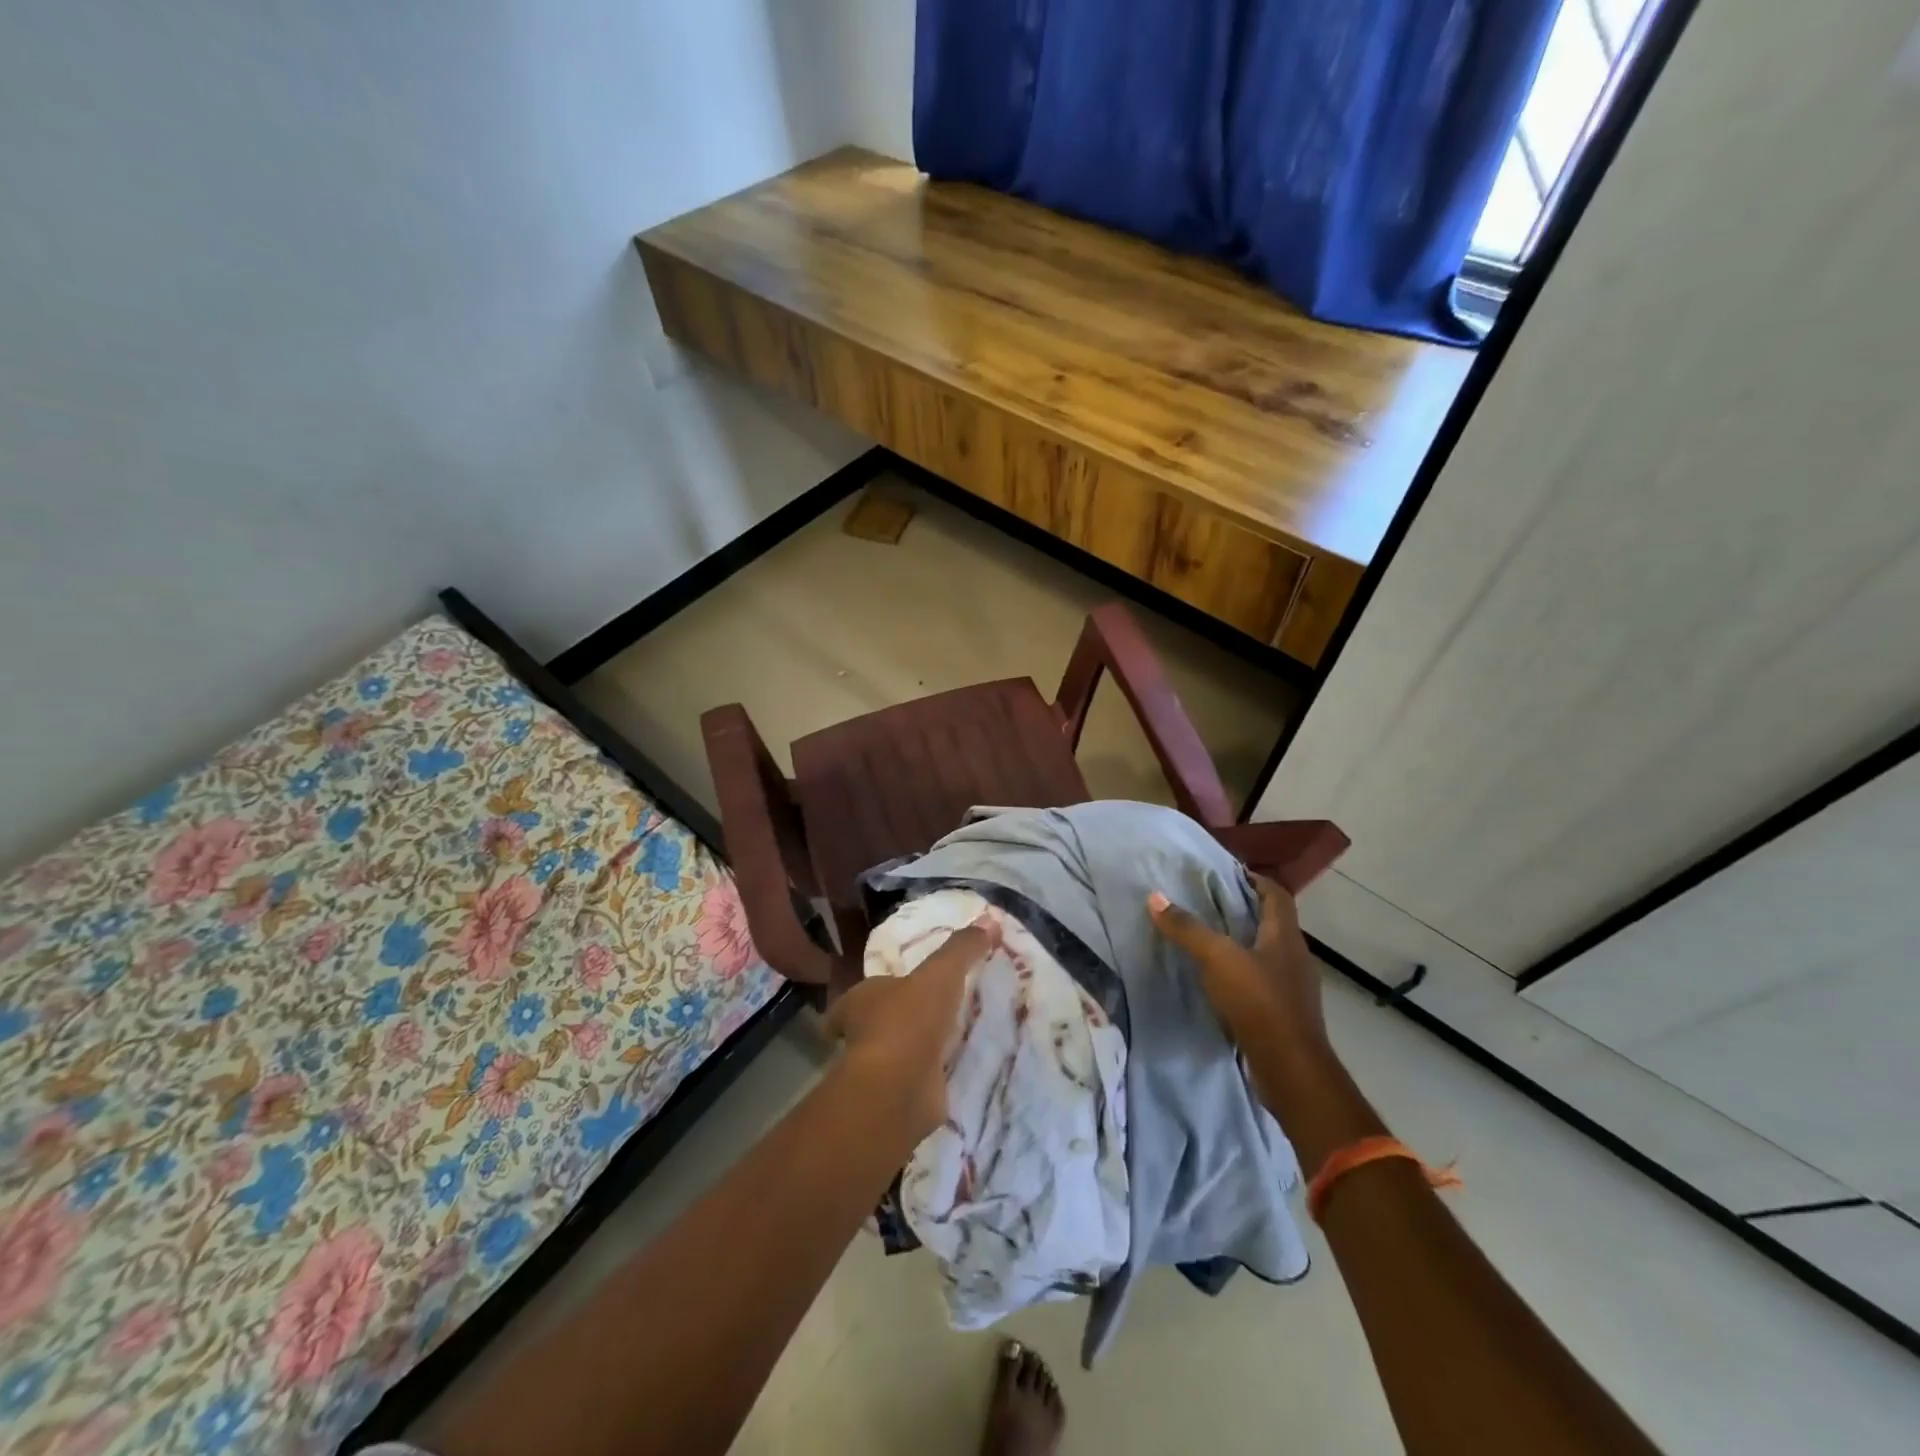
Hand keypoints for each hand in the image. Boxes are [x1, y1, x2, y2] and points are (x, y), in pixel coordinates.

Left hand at [824, 924, 992, 1140]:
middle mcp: (862, 1033)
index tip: (904, 985)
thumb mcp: (941, 972)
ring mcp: (879, 1068)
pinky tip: (957, 1067)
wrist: (899, 1088)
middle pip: (881, 1020)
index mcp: (860, 998)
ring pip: (900, 1051)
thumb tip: (990, 920)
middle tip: (935, 1009)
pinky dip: (934, 1074)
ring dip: (920, 1045)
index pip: (867, 990)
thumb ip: (963, 948)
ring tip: (953, 1035)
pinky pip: (920, 1078)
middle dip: (903, 1016)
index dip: (883, 987)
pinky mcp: (899, 1096)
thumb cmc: (909, 1019)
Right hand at [1148, 874, 1327, 1058]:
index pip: (1277, 895)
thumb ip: (1186, 928)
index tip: (1228, 874)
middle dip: (1245, 910)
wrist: (1290, 1068)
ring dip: (1244, 943)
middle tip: (1209, 903)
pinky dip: (1244, 974)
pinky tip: (1220, 981)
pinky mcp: (1285, 1014)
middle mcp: (1295, 957)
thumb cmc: (1258, 1002)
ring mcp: (1293, 988)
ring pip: (1268, 954)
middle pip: (1273, 923)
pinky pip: (1264, 982)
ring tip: (1210, 940)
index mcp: (1285, 936)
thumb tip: (1155, 896)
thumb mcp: (1217, 958)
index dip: (1256, 880)